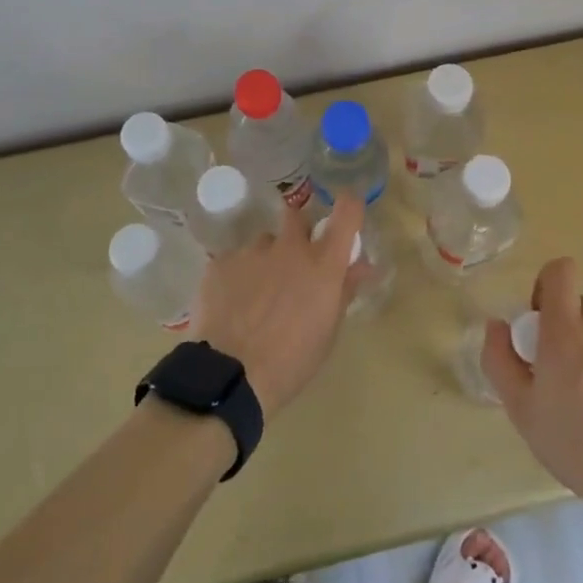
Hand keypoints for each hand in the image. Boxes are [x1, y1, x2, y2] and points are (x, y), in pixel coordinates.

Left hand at [190, 196, 369, 415]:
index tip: (347, 211)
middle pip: (297, 216)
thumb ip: (345, 289)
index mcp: (323, 263)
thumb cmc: (292, 361)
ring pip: (263, 242)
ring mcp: (252, 251)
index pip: (347, 212)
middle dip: (298, 232)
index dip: (349, 206)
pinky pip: (235, 260)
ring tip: (256, 294)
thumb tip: (362, 265)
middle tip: (294, 263)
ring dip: (266, 259)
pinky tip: (232, 305)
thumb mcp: (328, 330)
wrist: (231, 376)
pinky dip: (238, 276)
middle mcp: (289, 246)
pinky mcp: (220, 262)